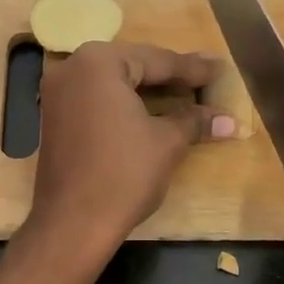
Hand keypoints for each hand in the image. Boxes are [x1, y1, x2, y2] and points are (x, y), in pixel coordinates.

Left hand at [30, 42, 234, 247]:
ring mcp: (58, 93)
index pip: (157, 60)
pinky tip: (148, 112)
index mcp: (99, 62)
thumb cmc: (124, 174)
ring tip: (183, 94)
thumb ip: (195, 121)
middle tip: (204, 78)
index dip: (192, 69)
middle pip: (132, 66)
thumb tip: (230, 120)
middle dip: (169, 76)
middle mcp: (72, 67)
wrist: (73, 223)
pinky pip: (96, 100)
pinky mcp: (53, 118)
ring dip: (146, 91)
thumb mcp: (167, 142)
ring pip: (113, 83)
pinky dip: (123, 104)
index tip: (220, 68)